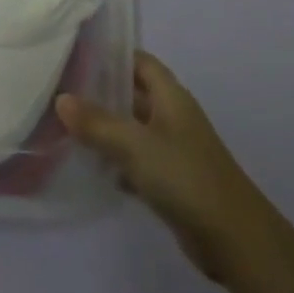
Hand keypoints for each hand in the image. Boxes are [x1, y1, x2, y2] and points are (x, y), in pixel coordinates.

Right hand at [56, 51, 251, 282]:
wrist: (233, 239)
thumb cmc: (185, 177)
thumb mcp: (135, 145)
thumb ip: (96, 122)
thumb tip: (61, 99)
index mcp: (171, 97)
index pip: (139, 61)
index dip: (111, 55)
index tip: (75, 53)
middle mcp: (172, 117)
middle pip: (132, 94)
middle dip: (100, 91)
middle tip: (60, 89)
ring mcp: (172, 149)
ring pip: (131, 128)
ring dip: (104, 127)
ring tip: (64, 124)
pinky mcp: (170, 180)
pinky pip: (135, 160)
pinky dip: (115, 160)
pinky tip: (89, 166)